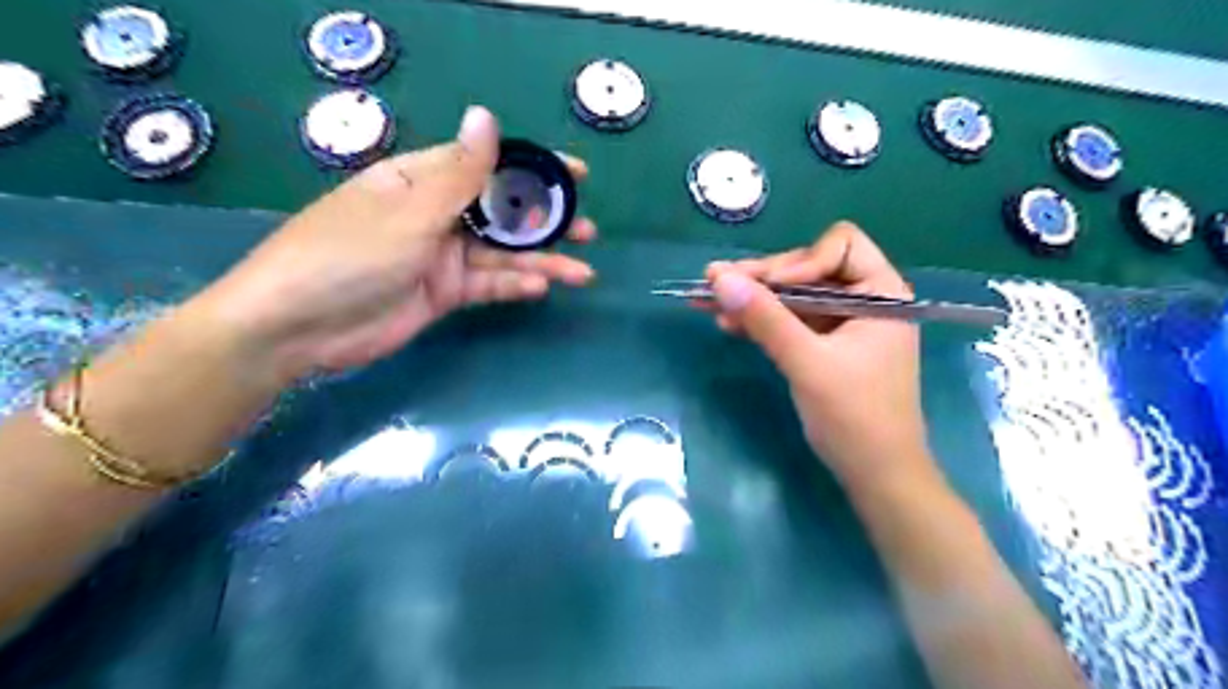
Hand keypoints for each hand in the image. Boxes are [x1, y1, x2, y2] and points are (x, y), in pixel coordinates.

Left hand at [193, 110, 594, 383]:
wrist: (299, 328)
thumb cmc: (347, 255)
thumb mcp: (409, 212)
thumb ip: (457, 174)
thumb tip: (486, 117)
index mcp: (421, 180)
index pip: (487, 165)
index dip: (534, 168)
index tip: (576, 176)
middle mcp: (435, 214)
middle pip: (502, 213)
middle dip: (546, 222)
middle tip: (587, 230)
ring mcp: (441, 256)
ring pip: (501, 255)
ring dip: (540, 262)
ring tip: (581, 271)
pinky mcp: (444, 293)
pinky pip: (487, 285)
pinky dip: (513, 286)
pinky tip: (541, 287)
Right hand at [706, 225, 937, 490]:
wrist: (876, 475)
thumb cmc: (855, 417)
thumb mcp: (807, 363)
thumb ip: (765, 318)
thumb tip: (719, 278)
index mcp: (882, 293)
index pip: (840, 246)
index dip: (801, 260)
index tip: (768, 287)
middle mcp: (866, 299)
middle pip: (808, 268)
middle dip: (763, 278)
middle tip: (715, 283)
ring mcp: (844, 323)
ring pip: (794, 295)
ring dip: (755, 299)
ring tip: (709, 301)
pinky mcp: (826, 345)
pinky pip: (791, 320)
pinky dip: (762, 320)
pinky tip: (729, 323)